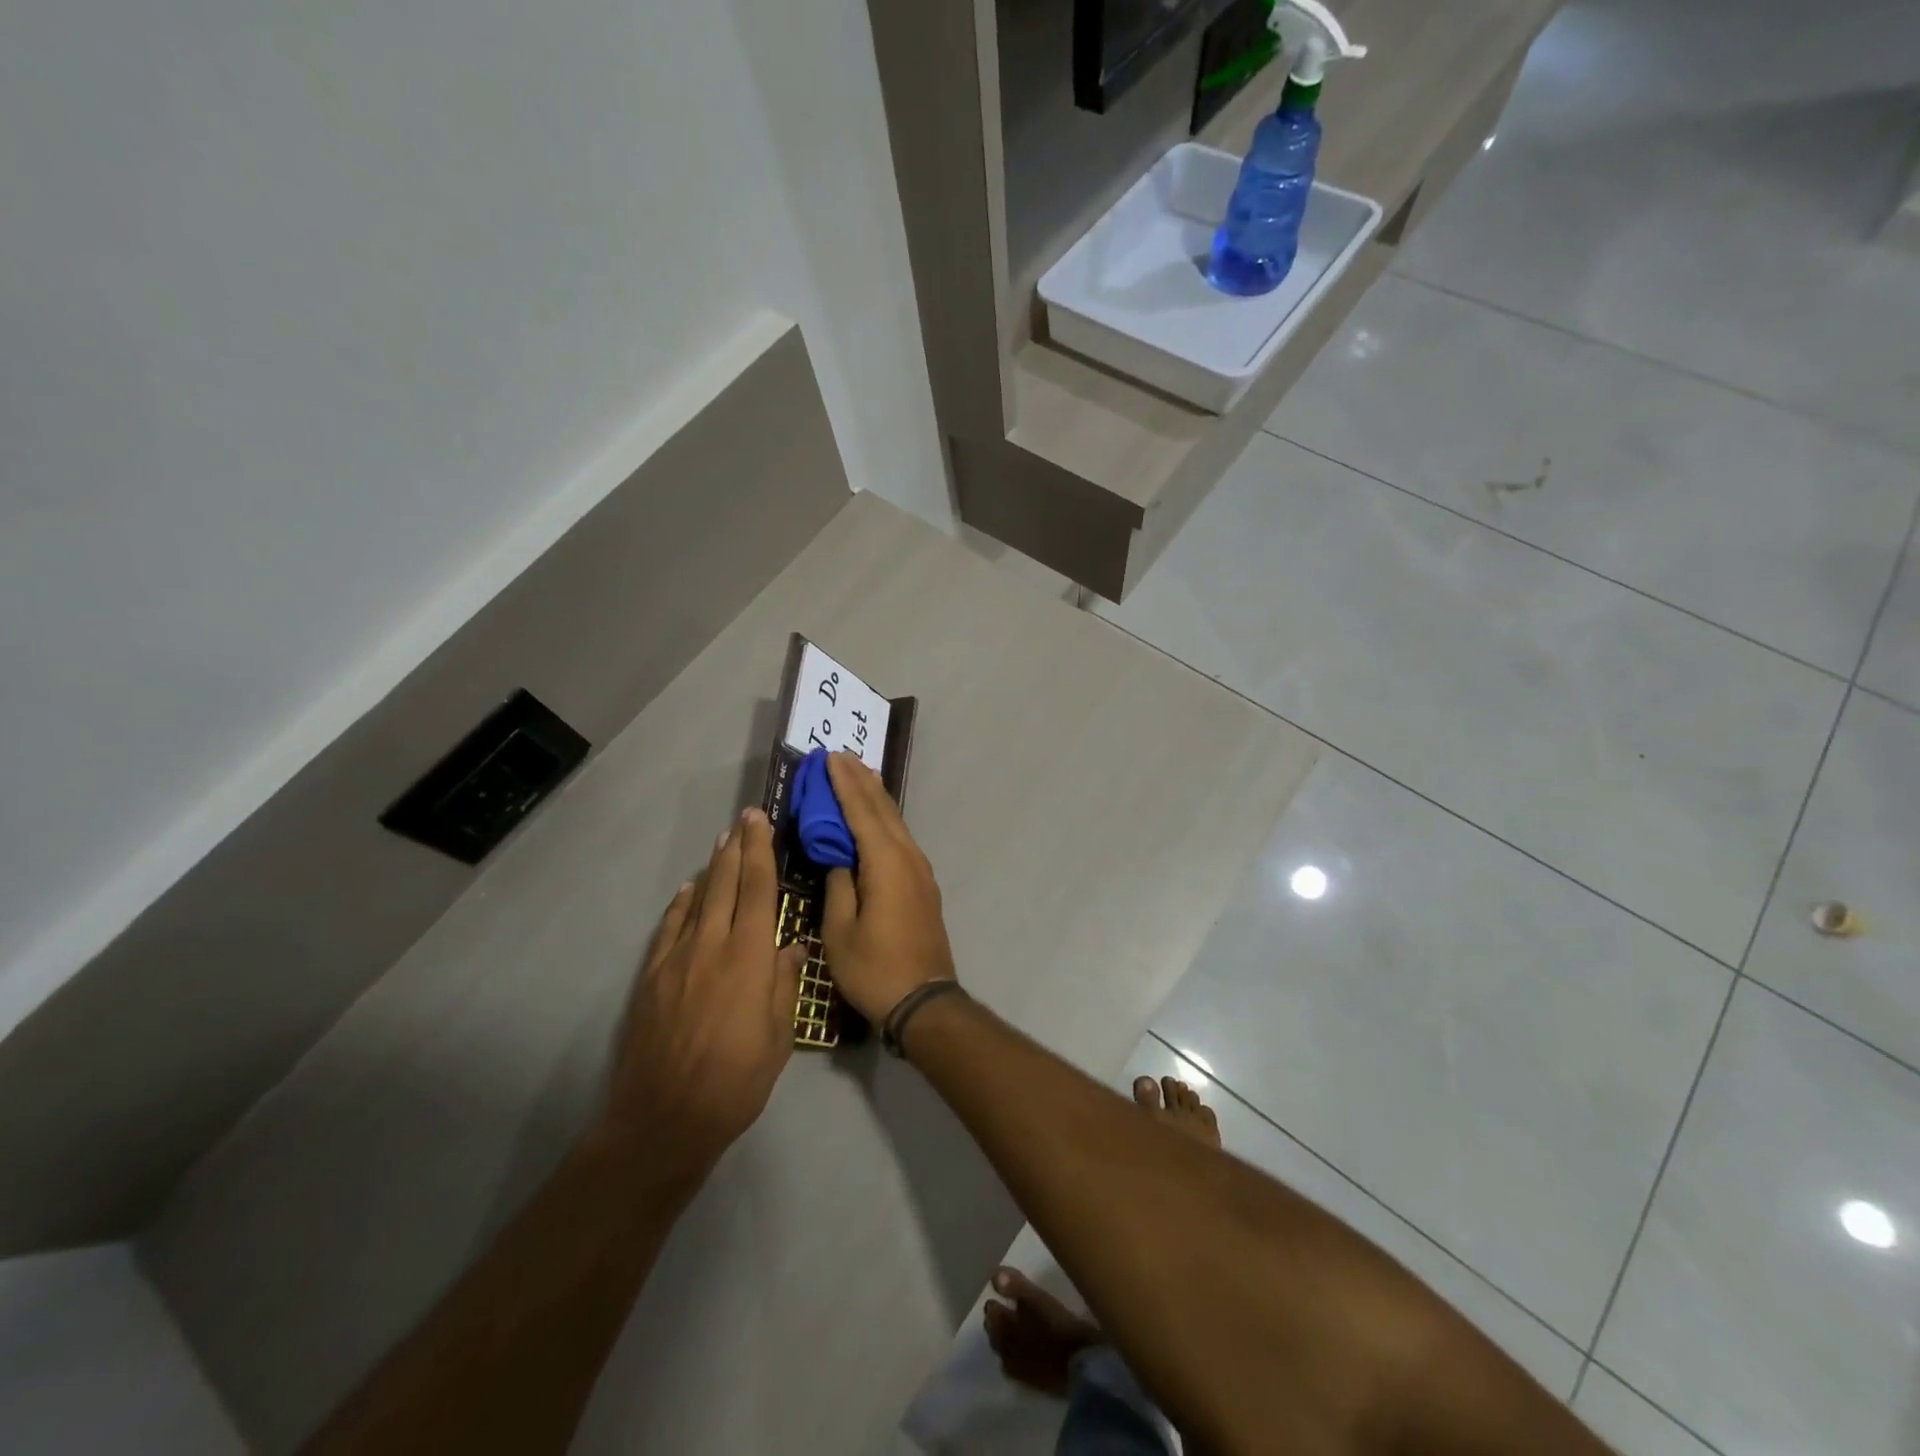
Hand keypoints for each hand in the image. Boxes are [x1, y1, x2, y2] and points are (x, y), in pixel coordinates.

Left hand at [602, 808, 803, 1183]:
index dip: (761, 852)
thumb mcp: (778, 1036)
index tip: (761, 822)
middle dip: (738, 848)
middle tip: (744, 819)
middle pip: (726, 885)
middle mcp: (712, 945)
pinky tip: (689, 891)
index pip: (758, 890)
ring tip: (722, 844)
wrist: (665, 1117)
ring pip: (698, 900)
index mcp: (749, 957)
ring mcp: (677, 959)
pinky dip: (681, 904)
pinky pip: (670, 928)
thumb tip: (792, 947)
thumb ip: (785, 985)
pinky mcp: (653, 977)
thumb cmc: (735, 1080)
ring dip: (712, 869)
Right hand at [821, 753, 956, 1023]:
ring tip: (860, 774)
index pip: (862, 811)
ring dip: (876, 797)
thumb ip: (838, 885)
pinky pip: (901, 838)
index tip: (831, 757)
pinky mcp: (923, 884)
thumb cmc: (875, 968)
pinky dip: (885, 819)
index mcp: (886, 863)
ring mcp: (920, 870)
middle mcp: (908, 857)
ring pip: (896, 822)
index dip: (844, 783)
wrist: (924, 1000)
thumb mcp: (840, 930)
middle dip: (861, 781)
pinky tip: (878, 818)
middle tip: (842, 756)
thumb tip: (839, 857)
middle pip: (883, 809)